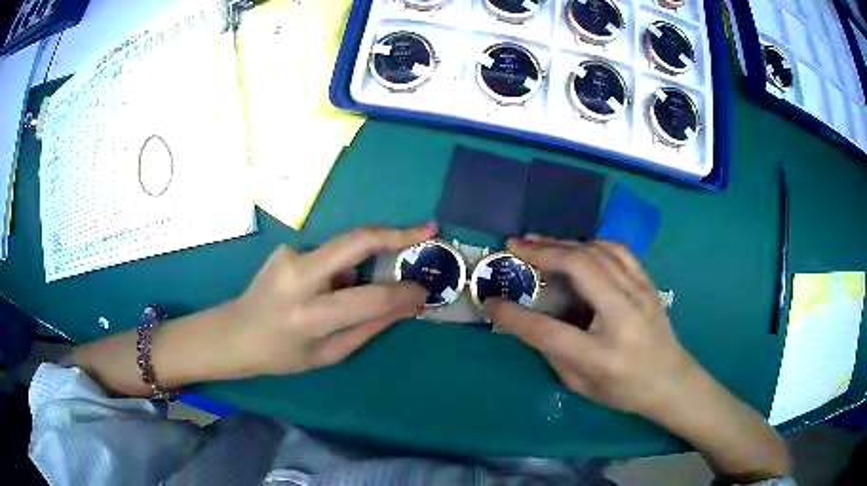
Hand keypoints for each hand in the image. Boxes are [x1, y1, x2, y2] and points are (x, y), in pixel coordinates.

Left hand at [226, 224, 436, 375]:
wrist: (235, 333)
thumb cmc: (283, 355)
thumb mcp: (330, 354)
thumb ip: (371, 326)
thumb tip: (409, 305)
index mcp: (311, 316)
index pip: (371, 297)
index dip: (404, 292)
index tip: (424, 289)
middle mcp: (299, 277)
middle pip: (356, 241)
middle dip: (397, 233)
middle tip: (428, 228)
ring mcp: (289, 256)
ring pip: (344, 247)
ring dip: (360, 263)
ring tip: (342, 292)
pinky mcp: (285, 248)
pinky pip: (327, 254)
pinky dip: (337, 269)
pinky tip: (319, 290)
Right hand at [485, 235, 697, 416]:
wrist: (672, 380)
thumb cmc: (625, 390)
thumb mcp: (582, 385)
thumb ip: (553, 352)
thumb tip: (531, 320)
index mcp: (601, 354)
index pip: (548, 331)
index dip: (514, 316)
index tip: (490, 302)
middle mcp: (623, 316)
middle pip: (578, 269)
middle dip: (541, 253)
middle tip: (514, 246)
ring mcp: (640, 293)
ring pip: (598, 252)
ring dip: (563, 243)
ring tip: (537, 240)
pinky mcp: (648, 283)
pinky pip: (618, 250)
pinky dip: (592, 243)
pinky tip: (577, 245)